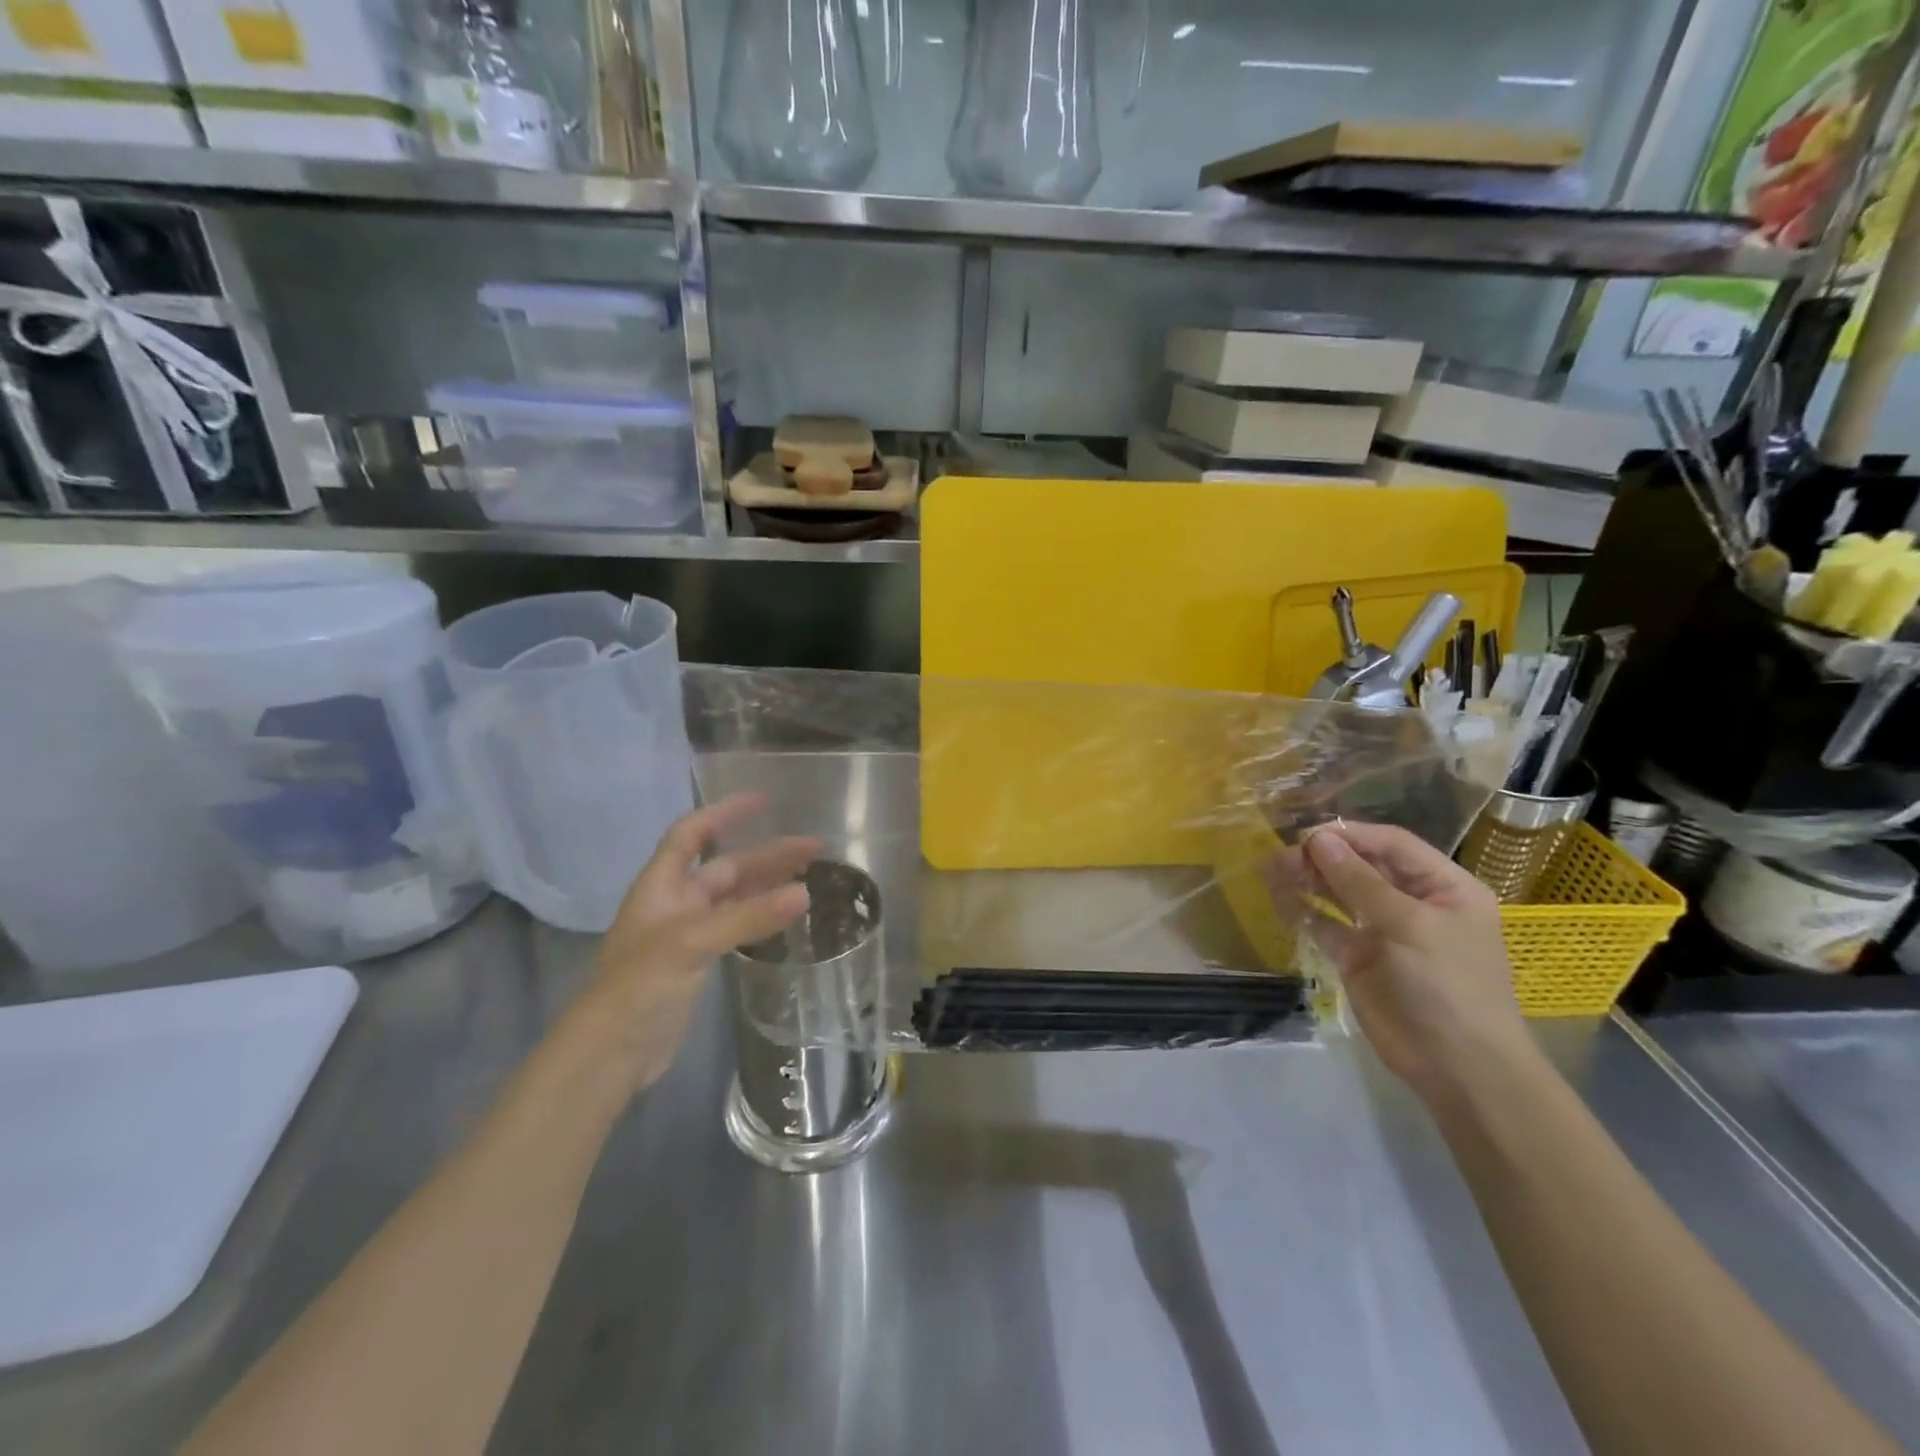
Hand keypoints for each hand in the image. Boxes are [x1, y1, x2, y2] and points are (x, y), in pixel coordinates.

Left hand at [572, 794, 819, 1094]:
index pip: (693, 832)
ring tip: (810, 876)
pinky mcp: (698, 961)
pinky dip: (762, 916)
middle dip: (767, 853)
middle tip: (814, 847)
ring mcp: (688, 932)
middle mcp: (676, 901)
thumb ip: (750, 917)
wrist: (610, 1052)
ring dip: (768, 884)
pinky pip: (737, 926)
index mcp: (662, 884)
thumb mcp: (693, 943)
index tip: (765, 801)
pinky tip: (787, 915)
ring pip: (735, 897)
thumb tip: (805, 893)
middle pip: (726, 866)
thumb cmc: (640, 985)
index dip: (725, 812)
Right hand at [1289, 822, 1531, 1099]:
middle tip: (1282, 856)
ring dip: (1306, 880)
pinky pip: (1325, 925)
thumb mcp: (1410, 926)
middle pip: (1361, 866)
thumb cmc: (1448, 985)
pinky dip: (1302, 911)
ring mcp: (1382, 931)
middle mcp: (1412, 902)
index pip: (1392, 844)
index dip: (1350, 835)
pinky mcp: (1357, 958)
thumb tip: (1318, 840)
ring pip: (1338, 893)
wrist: (1458, 1067)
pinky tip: (1277, 899)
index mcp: (1443, 886)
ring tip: (1270, 870)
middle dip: (1322, 857)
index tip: (1307, 835)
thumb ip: (1360, 881)